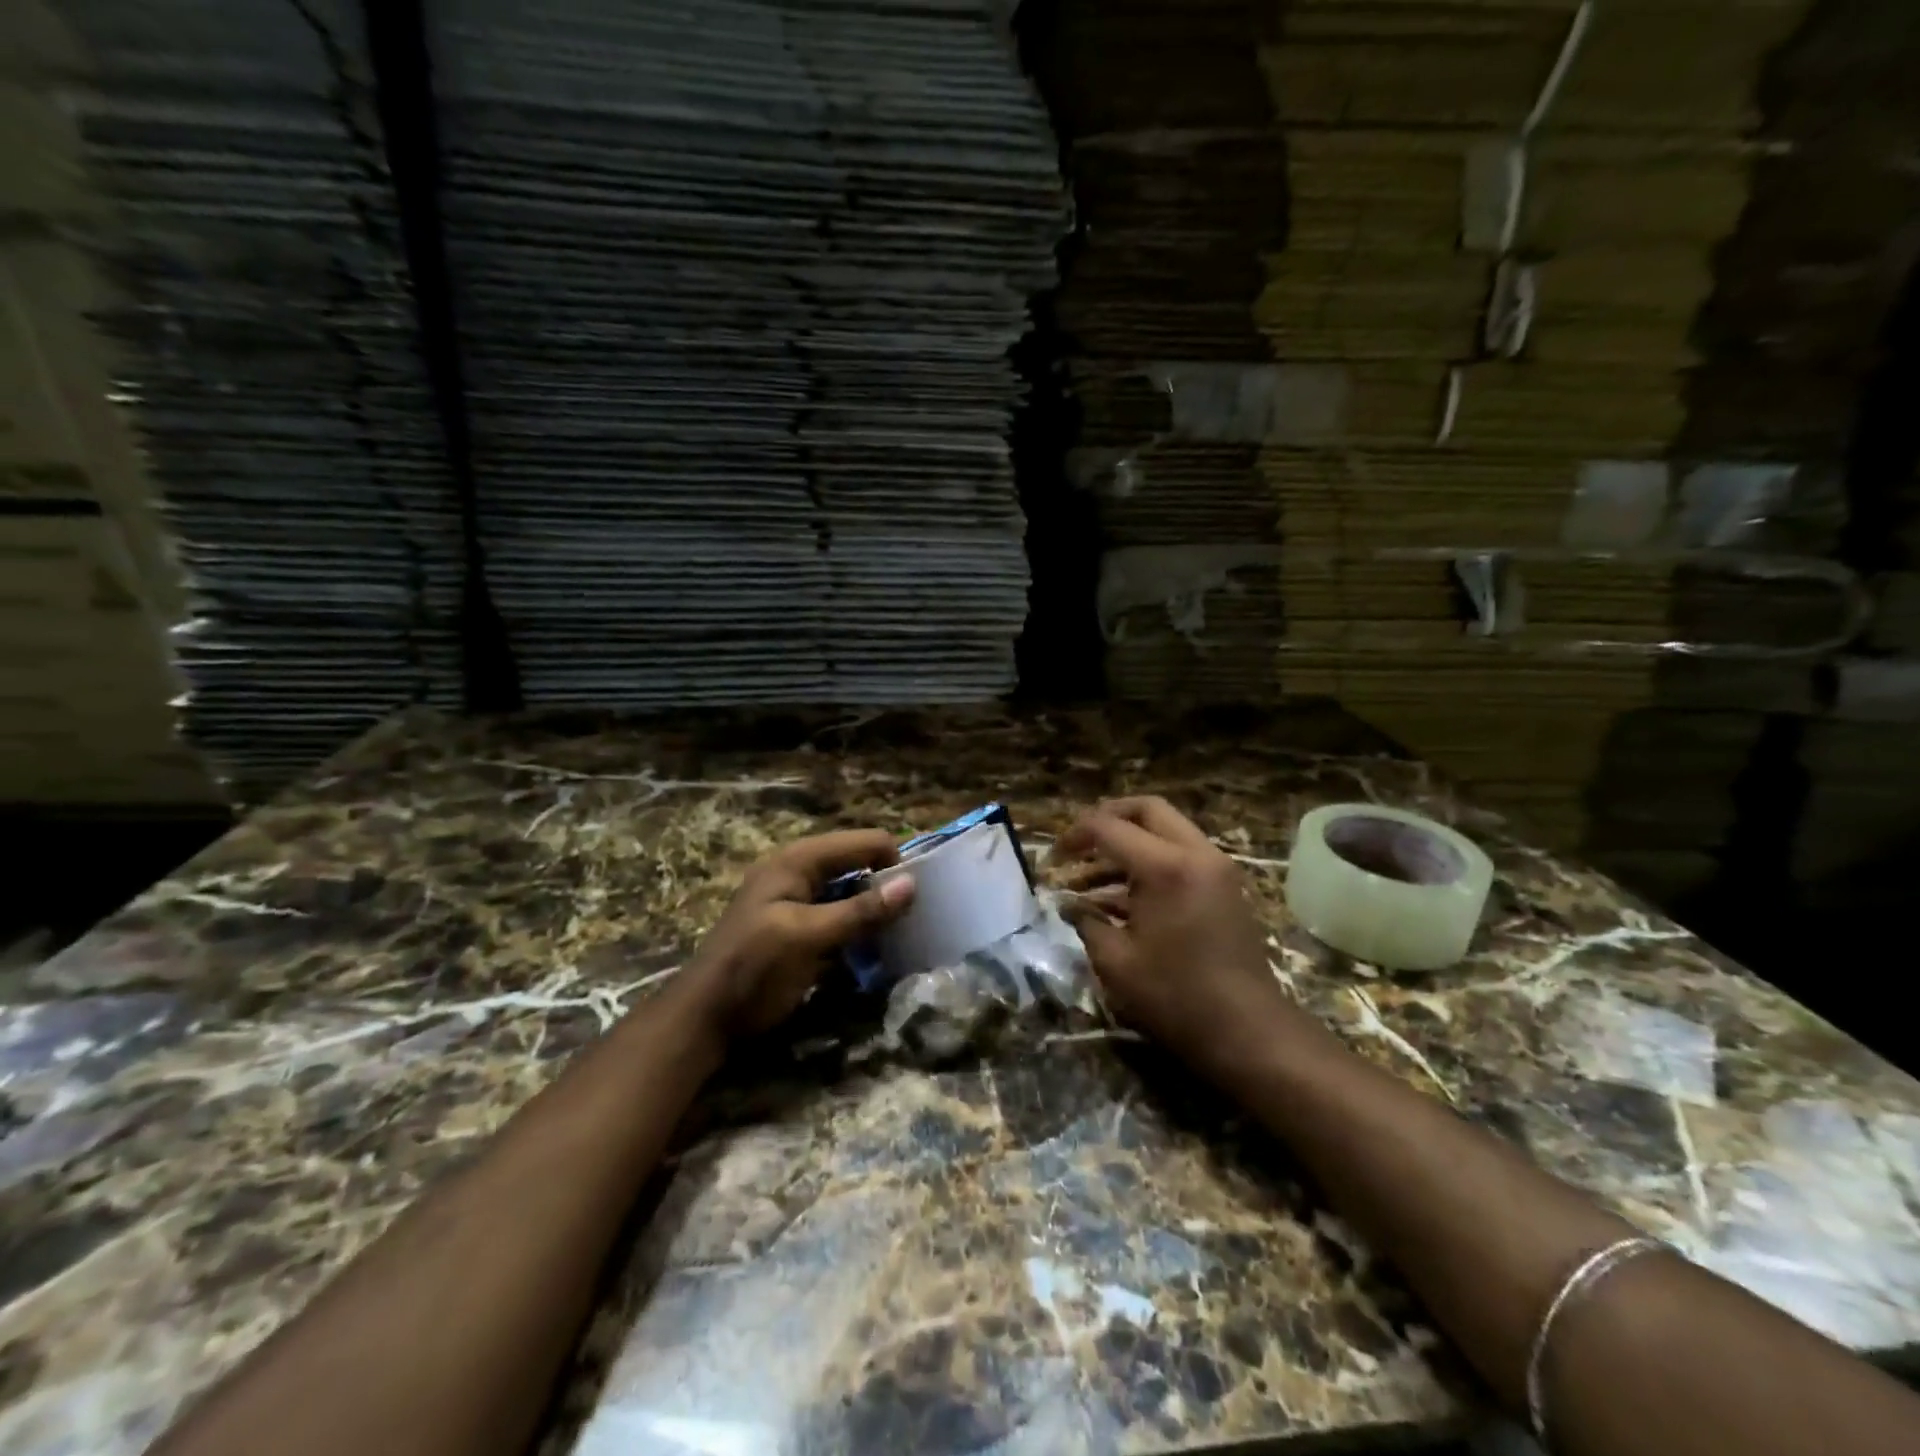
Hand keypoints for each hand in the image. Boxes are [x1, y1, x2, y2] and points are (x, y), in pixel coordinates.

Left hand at [689, 830, 914, 1037]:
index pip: (864, 842)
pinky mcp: (800, 927)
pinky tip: (876, 950)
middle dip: (886, 886)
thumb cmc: (754, 969)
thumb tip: (911, 884)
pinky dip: (860, 928)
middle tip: (913, 919)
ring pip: (853, 892)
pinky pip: (841, 916)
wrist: (706, 1018)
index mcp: (799, 860)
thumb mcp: (808, 937)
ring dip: (875, 910)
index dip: (893, 863)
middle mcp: (801, 870)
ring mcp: (799, 899)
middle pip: (859, 864)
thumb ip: (860, 911)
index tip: (917, 899)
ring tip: (901, 935)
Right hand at [1058, 797, 1295, 1076]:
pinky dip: (1150, 862)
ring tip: (1090, 878)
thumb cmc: (1176, 997)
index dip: (1074, 837)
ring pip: (1166, 830)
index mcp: (1166, 867)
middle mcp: (1196, 854)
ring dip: (1128, 843)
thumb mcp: (1116, 961)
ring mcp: (1216, 868)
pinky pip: (1181, 854)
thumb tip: (1067, 904)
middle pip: (1146, 810)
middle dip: (1107, 819)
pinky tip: (1120, 897)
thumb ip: (1086, 921)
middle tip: (1078, 845)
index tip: (1052, 859)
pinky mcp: (1224, 887)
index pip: (1109, 827)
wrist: (1249, 1031)